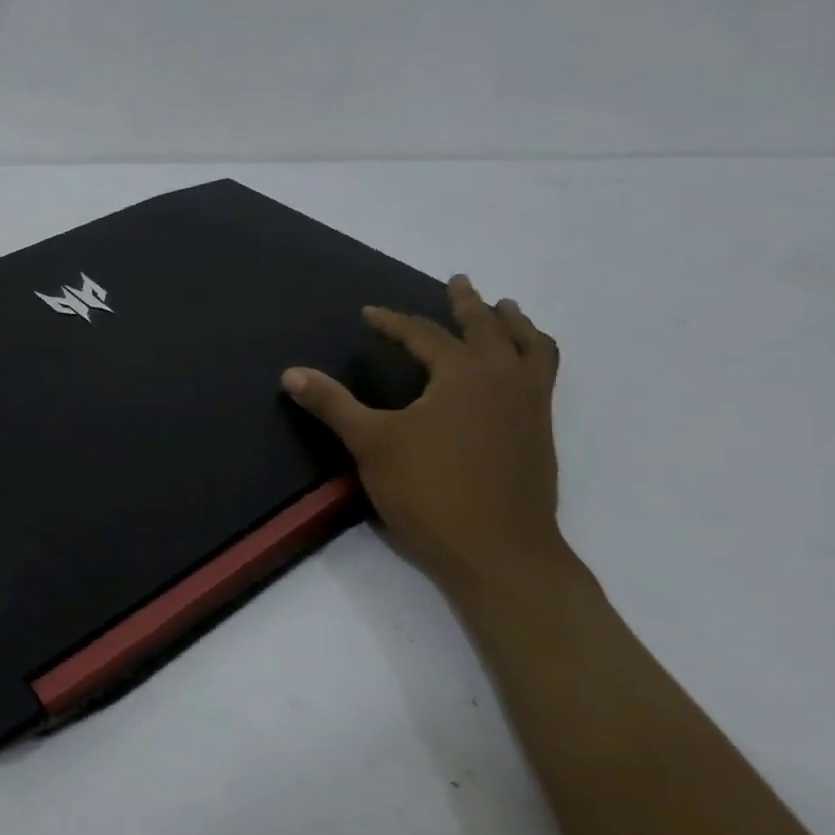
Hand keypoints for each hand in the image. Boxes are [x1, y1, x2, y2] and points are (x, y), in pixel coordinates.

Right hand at [282, 276, 564, 595]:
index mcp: (464, 375)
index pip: (426, 335)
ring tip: (507, 312)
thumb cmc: (430, 491)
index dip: (394, 322)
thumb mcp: (371, 444)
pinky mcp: (540, 435)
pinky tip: (517, 372)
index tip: (371, 313)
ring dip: (516, 326)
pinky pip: (543, 377)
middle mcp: (504, 380)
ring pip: (532, 349)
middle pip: (490, 329)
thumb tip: (291, 373)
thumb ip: (333, 404)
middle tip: (459, 283)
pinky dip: (532, 357)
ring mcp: (530, 408)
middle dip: (470, 304)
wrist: (499, 552)